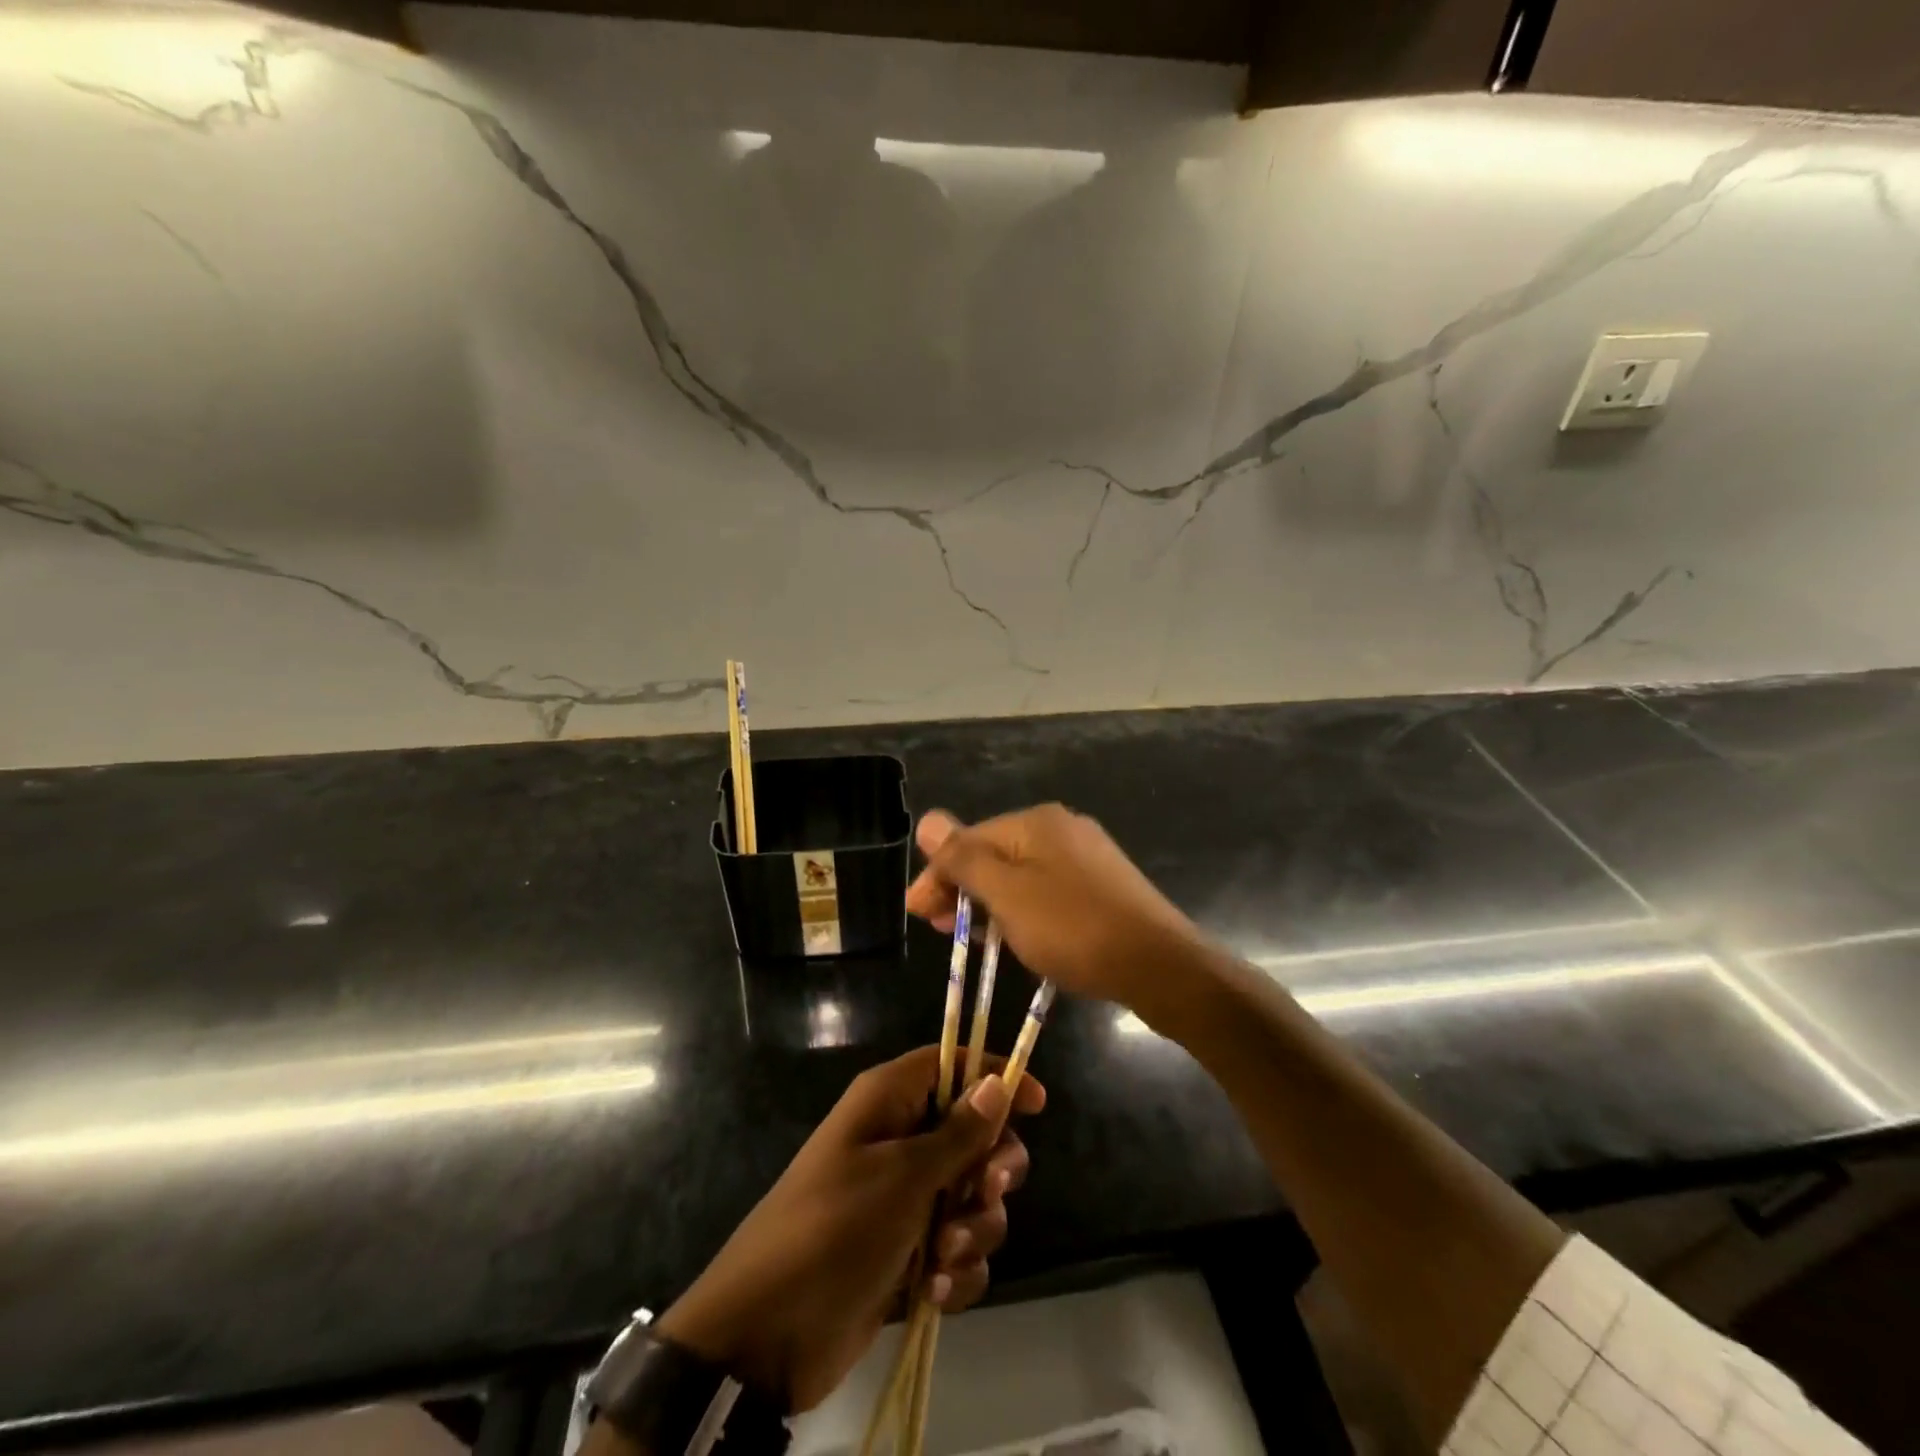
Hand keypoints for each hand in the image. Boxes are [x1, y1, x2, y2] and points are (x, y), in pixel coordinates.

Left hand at [655, 1047, 1044, 1412]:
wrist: (767, 1334)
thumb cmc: (834, 1229)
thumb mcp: (901, 1176)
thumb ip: (957, 1133)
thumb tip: (997, 1082)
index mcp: (890, 1102)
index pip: (952, 1064)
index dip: (995, 1076)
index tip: (1037, 1105)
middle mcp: (900, 1140)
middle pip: (975, 1133)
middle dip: (991, 1169)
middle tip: (987, 1192)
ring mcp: (906, 1199)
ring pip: (973, 1197)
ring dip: (974, 1229)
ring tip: (944, 1256)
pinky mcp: (909, 1253)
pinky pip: (958, 1248)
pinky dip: (958, 1271)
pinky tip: (936, 1293)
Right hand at [906, 805, 1206, 1011]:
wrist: (1161, 967)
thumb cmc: (1074, 929)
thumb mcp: (1008, 895)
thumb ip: (964, 858)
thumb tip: (927, 819)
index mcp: (1037, 822)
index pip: (969, 840)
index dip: (938, 875)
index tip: (916, 914)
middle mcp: (1062, 829)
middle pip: (995, 855)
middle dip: (961, 890)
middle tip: (937, 929)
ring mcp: (1087, 858)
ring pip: (1021, 876)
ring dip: (989, 904)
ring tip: (970, 939)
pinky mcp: (1103, 888)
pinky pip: (1047, 893)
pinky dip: (1022, 912)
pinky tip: (1015, 937)